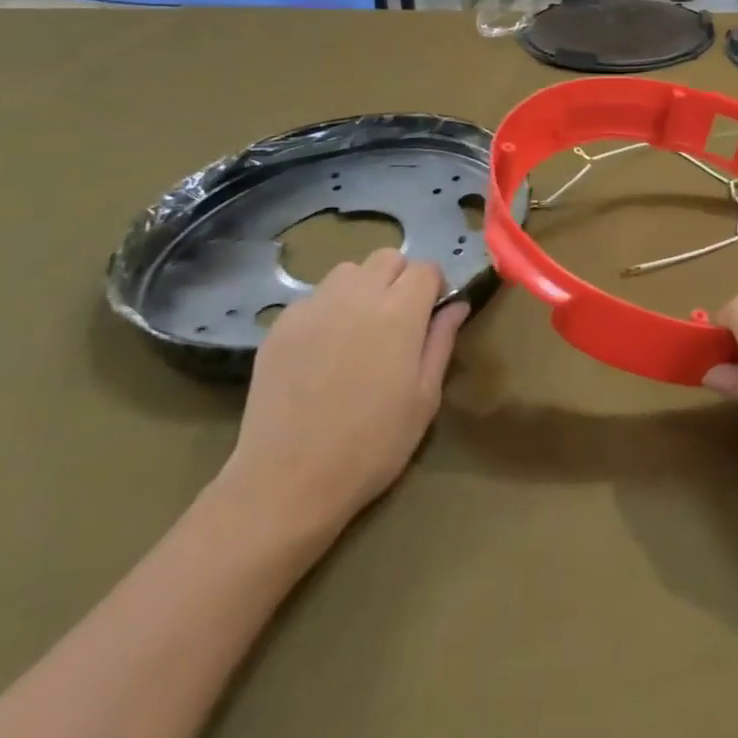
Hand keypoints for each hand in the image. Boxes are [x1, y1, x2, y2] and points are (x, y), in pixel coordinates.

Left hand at [214, 250, 466, 555]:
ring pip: (347, 272)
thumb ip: (442, 341)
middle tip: (399, 320)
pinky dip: (328, 309)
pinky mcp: (281, 325)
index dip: (434, 286)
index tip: (432, 313)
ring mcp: (313, 306)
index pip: (425, 268)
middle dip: (400, 278)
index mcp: (399, 312)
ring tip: (360, 329)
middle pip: (387, 258)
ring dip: (363, 287)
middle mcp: (357, 295)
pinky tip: (324, 351)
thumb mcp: (425, 397)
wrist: (289, 479)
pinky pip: (313, 298)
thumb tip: (456, 305)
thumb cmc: (373, 444)